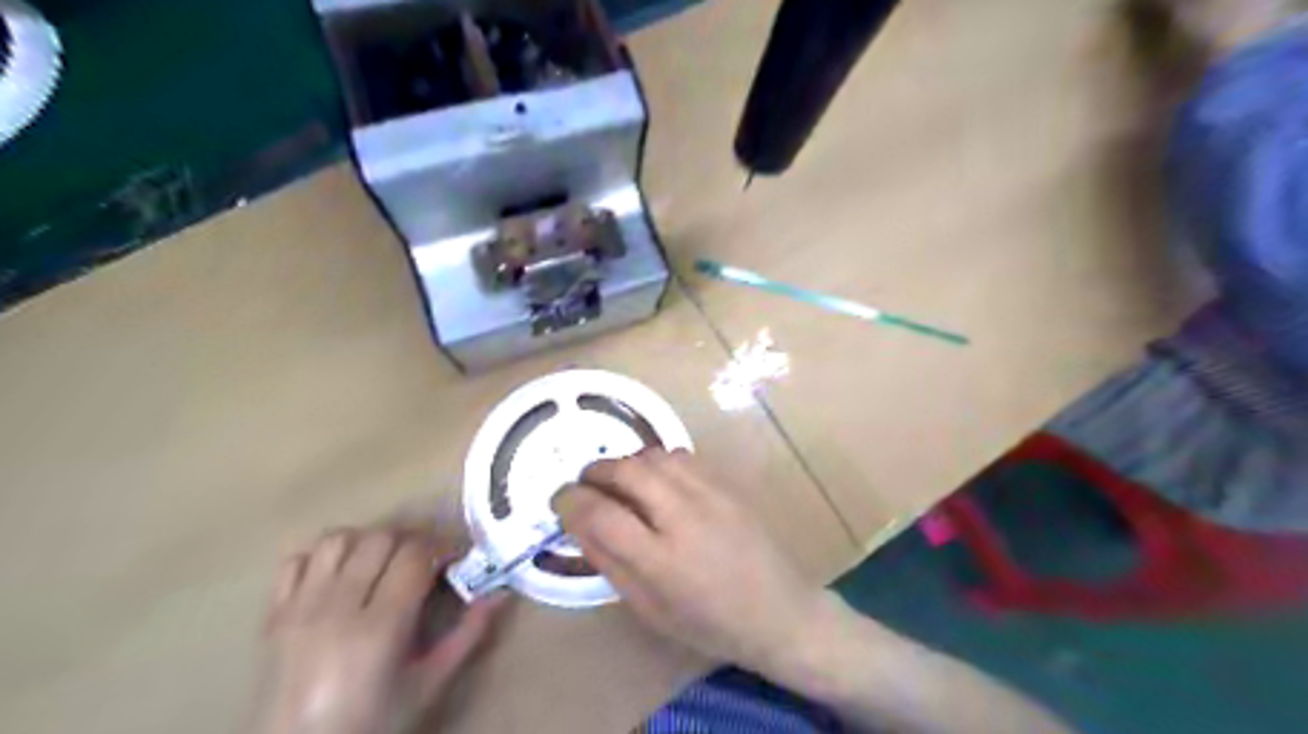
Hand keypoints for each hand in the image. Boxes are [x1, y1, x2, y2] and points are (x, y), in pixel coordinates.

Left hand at [251, 529, 503, 733]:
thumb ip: (468, 635)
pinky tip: (341, 574)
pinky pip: (296, 559)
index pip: (415, 555)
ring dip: (368, 541)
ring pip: (338, 539)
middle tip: (427, 562)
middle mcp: (336, 607)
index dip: (442, 547)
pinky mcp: (273, 614)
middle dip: (412, 541)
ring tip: (384, 562)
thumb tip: (500, 593)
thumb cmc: (374, 722)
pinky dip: (323, 556)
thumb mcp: (430, 684)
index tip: (456, 558)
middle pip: (380, 539)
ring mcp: (300, 608)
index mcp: (379, 627)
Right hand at [550, 451, 826, 677]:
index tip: (560, 501)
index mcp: (661, 561)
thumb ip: (610, 564)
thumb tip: (579, 525)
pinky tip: (656, 482)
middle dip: (594, 472)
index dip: (570, 501)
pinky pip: (681, 456)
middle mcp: (684, 517)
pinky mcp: (726, 484)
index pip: (601, 514)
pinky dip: (656, 463)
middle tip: (586, 486)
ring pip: (653, 455)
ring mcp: (710, 494)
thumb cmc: (710, 623)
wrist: (779, 610)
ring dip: (626, 464)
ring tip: (620, 484)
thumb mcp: (650, 609)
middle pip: (625, 471)